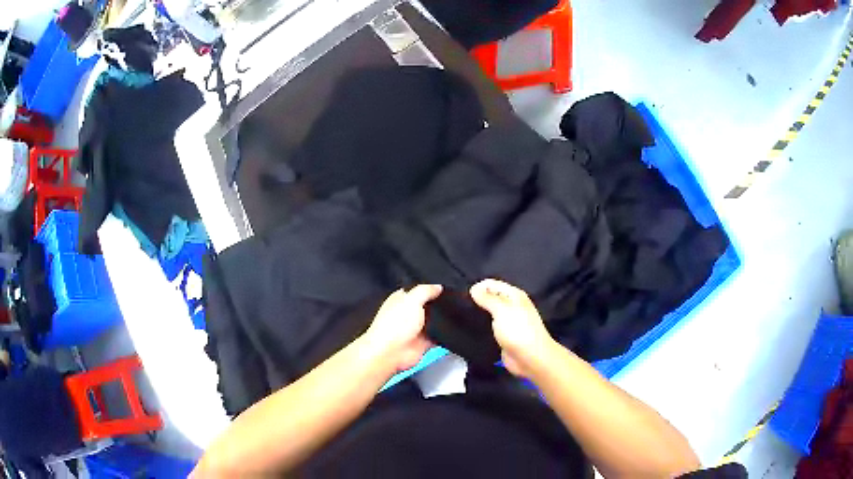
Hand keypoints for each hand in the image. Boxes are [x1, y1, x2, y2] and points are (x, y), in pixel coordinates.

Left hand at [364, 285, 441, 371]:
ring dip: (441, 320)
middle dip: (437, 305)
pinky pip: (438, 336)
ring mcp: (415, 329)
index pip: (417, 290)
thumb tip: (438, 287)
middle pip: (428, 306)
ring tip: (450, 316)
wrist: (390, 353)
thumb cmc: (393, 326)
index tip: (442, 287)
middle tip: (448, 302)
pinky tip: (449, 330)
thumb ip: (426, 291)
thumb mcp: (412, 299)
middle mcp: (408, 313)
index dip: (429, 289)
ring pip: (434, 321)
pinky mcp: (423, 342)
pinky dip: (443, 334)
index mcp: (401, 299)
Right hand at [470, 279, 556, 378]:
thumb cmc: (518, 330)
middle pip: (490, 298)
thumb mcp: (502, 310)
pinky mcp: (503, 336)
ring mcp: (507, 322)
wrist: (531, 358)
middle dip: (476, 300)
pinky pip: (489, 328)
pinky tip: (468, 330)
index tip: (462, 297)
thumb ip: (487, 298)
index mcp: (514, 295)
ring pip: (488, 313)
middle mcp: (511, 306)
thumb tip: (474, 289)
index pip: (491, 284)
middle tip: (459, 307)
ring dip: (477, 314)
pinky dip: (480, 327)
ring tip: (460, 317)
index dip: (477, 287)